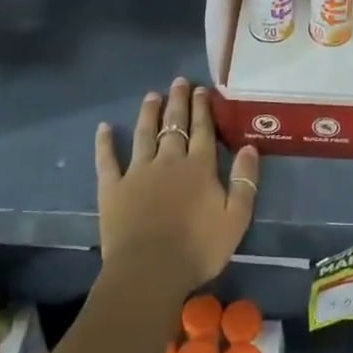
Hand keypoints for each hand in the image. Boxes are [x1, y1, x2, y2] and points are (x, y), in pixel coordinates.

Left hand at [94, 77, 259, 294]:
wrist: (150, 271)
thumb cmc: (198, 249)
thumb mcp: (236, 218)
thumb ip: (244, 181)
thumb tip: (249, 147)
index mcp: (199, 167)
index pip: (203, 129)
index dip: (203, 108)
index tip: (202, 89)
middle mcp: (169, 160)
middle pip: (174, 124)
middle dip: (178, 102)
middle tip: (179, 81)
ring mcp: (138, 172)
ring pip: (144, 134)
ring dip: (148, 113)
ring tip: (151, 95)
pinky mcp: (113, 188)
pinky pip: (107, 160)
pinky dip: (105, 143)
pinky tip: (103, 127)